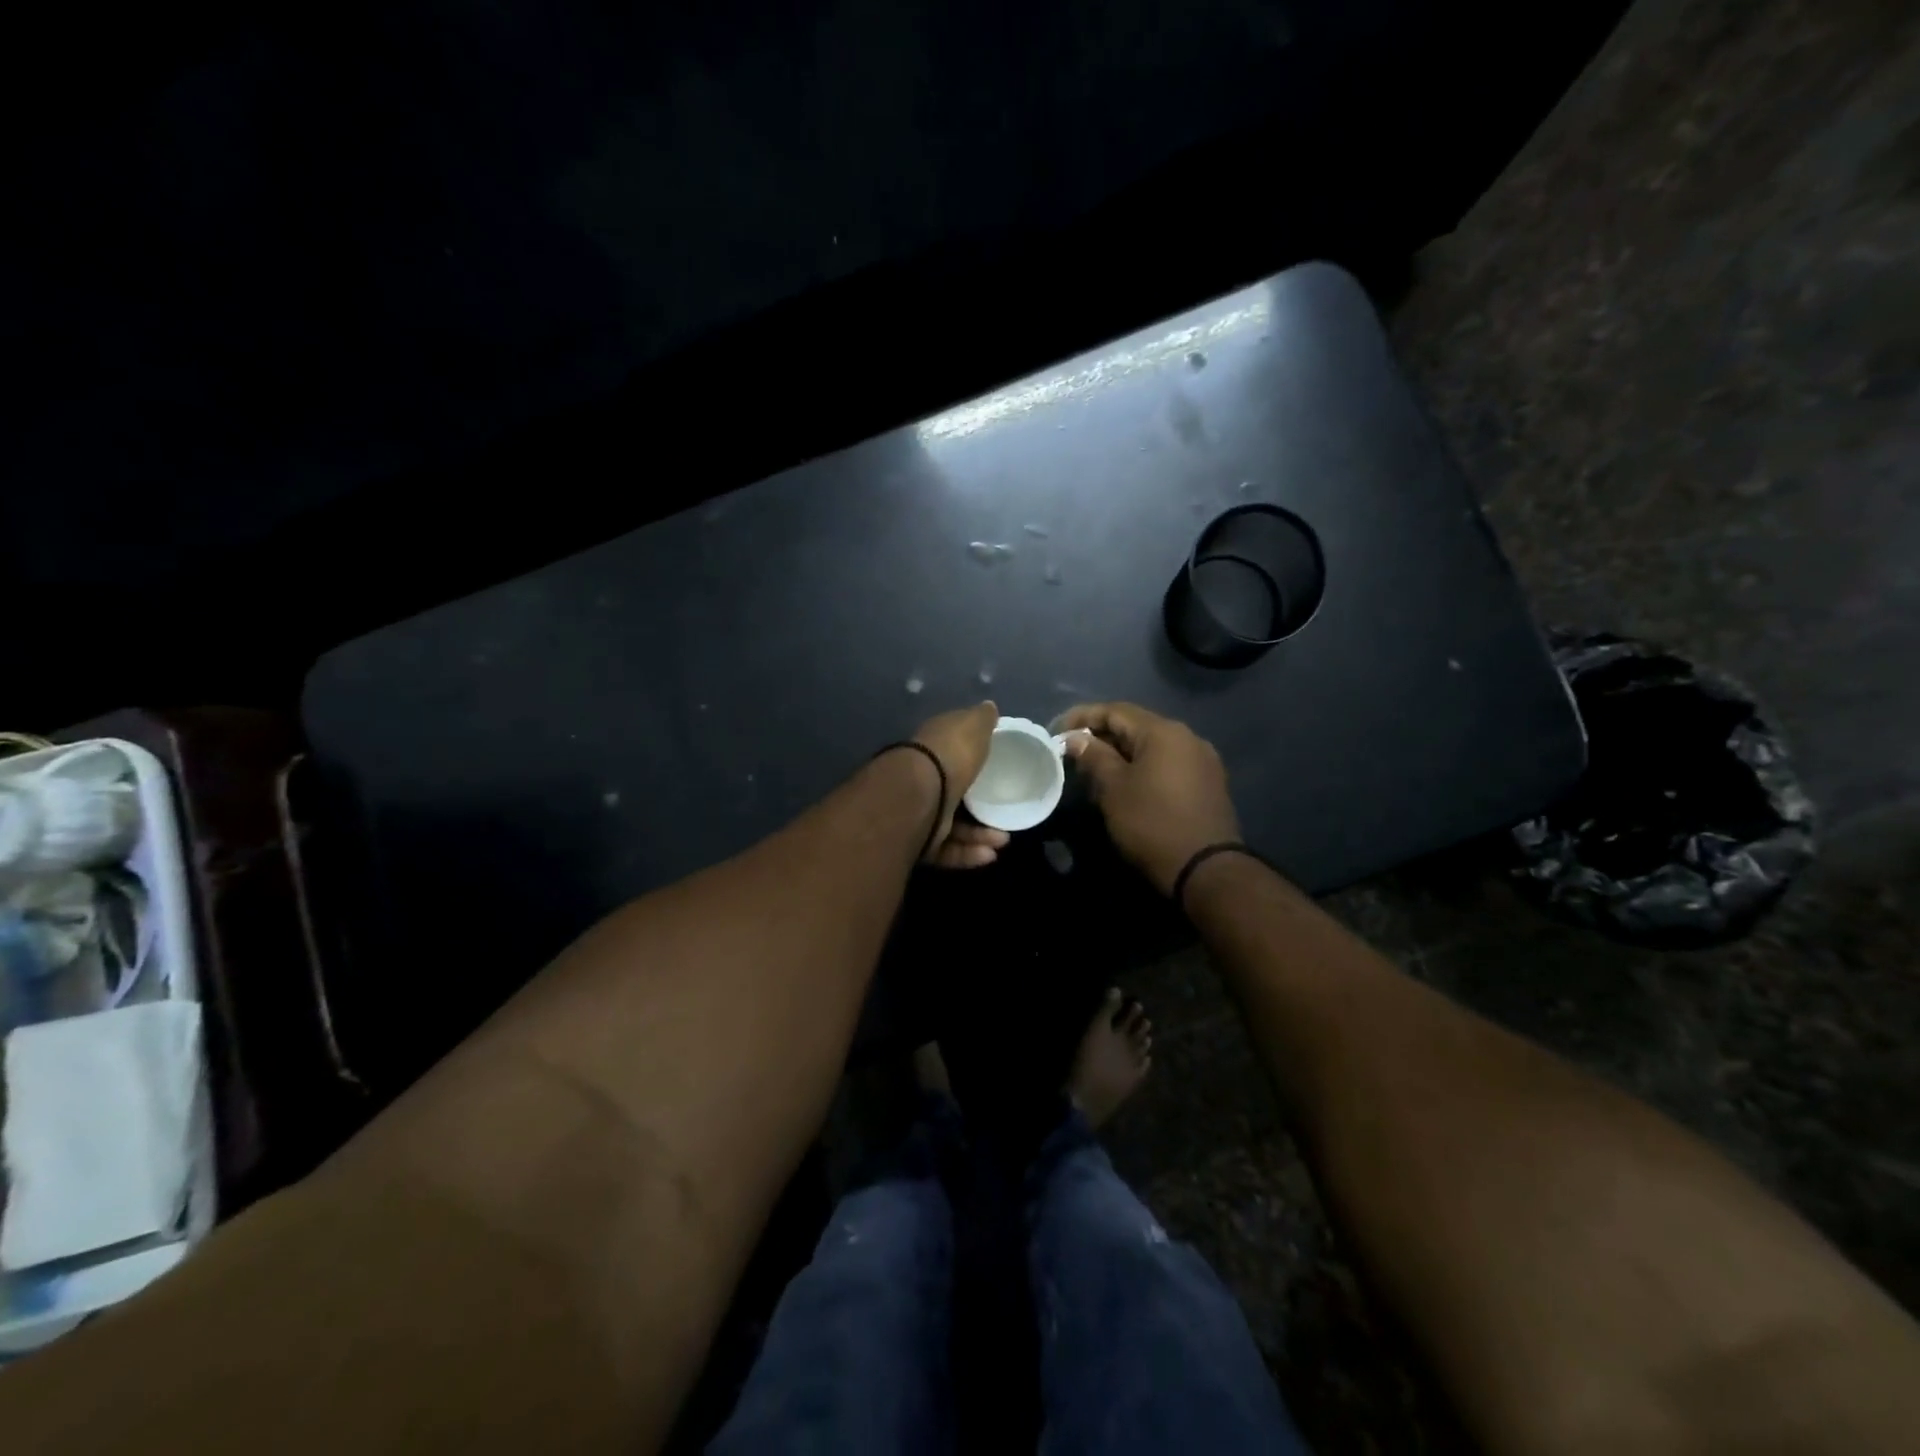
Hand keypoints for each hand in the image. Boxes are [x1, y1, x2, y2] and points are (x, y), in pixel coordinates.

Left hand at [911, 701, 1008, 868]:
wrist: (917, 795)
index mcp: (931, 750)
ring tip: (1003, 840)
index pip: (950, 751)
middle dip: (981, 806)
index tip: (996, 767)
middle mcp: (921, 781)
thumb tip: (990, 708)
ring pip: (953, 826)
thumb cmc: (949, 755)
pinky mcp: (917, 843)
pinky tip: (990, 855)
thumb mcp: (971, 727)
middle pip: (953, 793)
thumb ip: (982, 719)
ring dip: (980, 834)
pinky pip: (946, 850)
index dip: (971, 757)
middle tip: (1006, 813)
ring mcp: (918, 813)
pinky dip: (967, 853)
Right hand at [1058, 702, 1239, 895]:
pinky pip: (1167, 763)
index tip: (1056, 733)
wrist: (1206, 869)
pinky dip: (1143, 767)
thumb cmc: (1152, 823)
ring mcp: (1202, 760)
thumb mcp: (1113, 789)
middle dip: (1101, 736)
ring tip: (1094, 769)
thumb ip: (1093, 757)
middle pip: (1136, 726)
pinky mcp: (1208, 783)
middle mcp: (1187, 737)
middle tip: (1072, 753)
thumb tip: (1076, 739)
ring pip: (1152, 746)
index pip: (1115, 710)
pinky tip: (1126, 783)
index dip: (1082, 718)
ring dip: (1121, 752)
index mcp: (1163, 731)